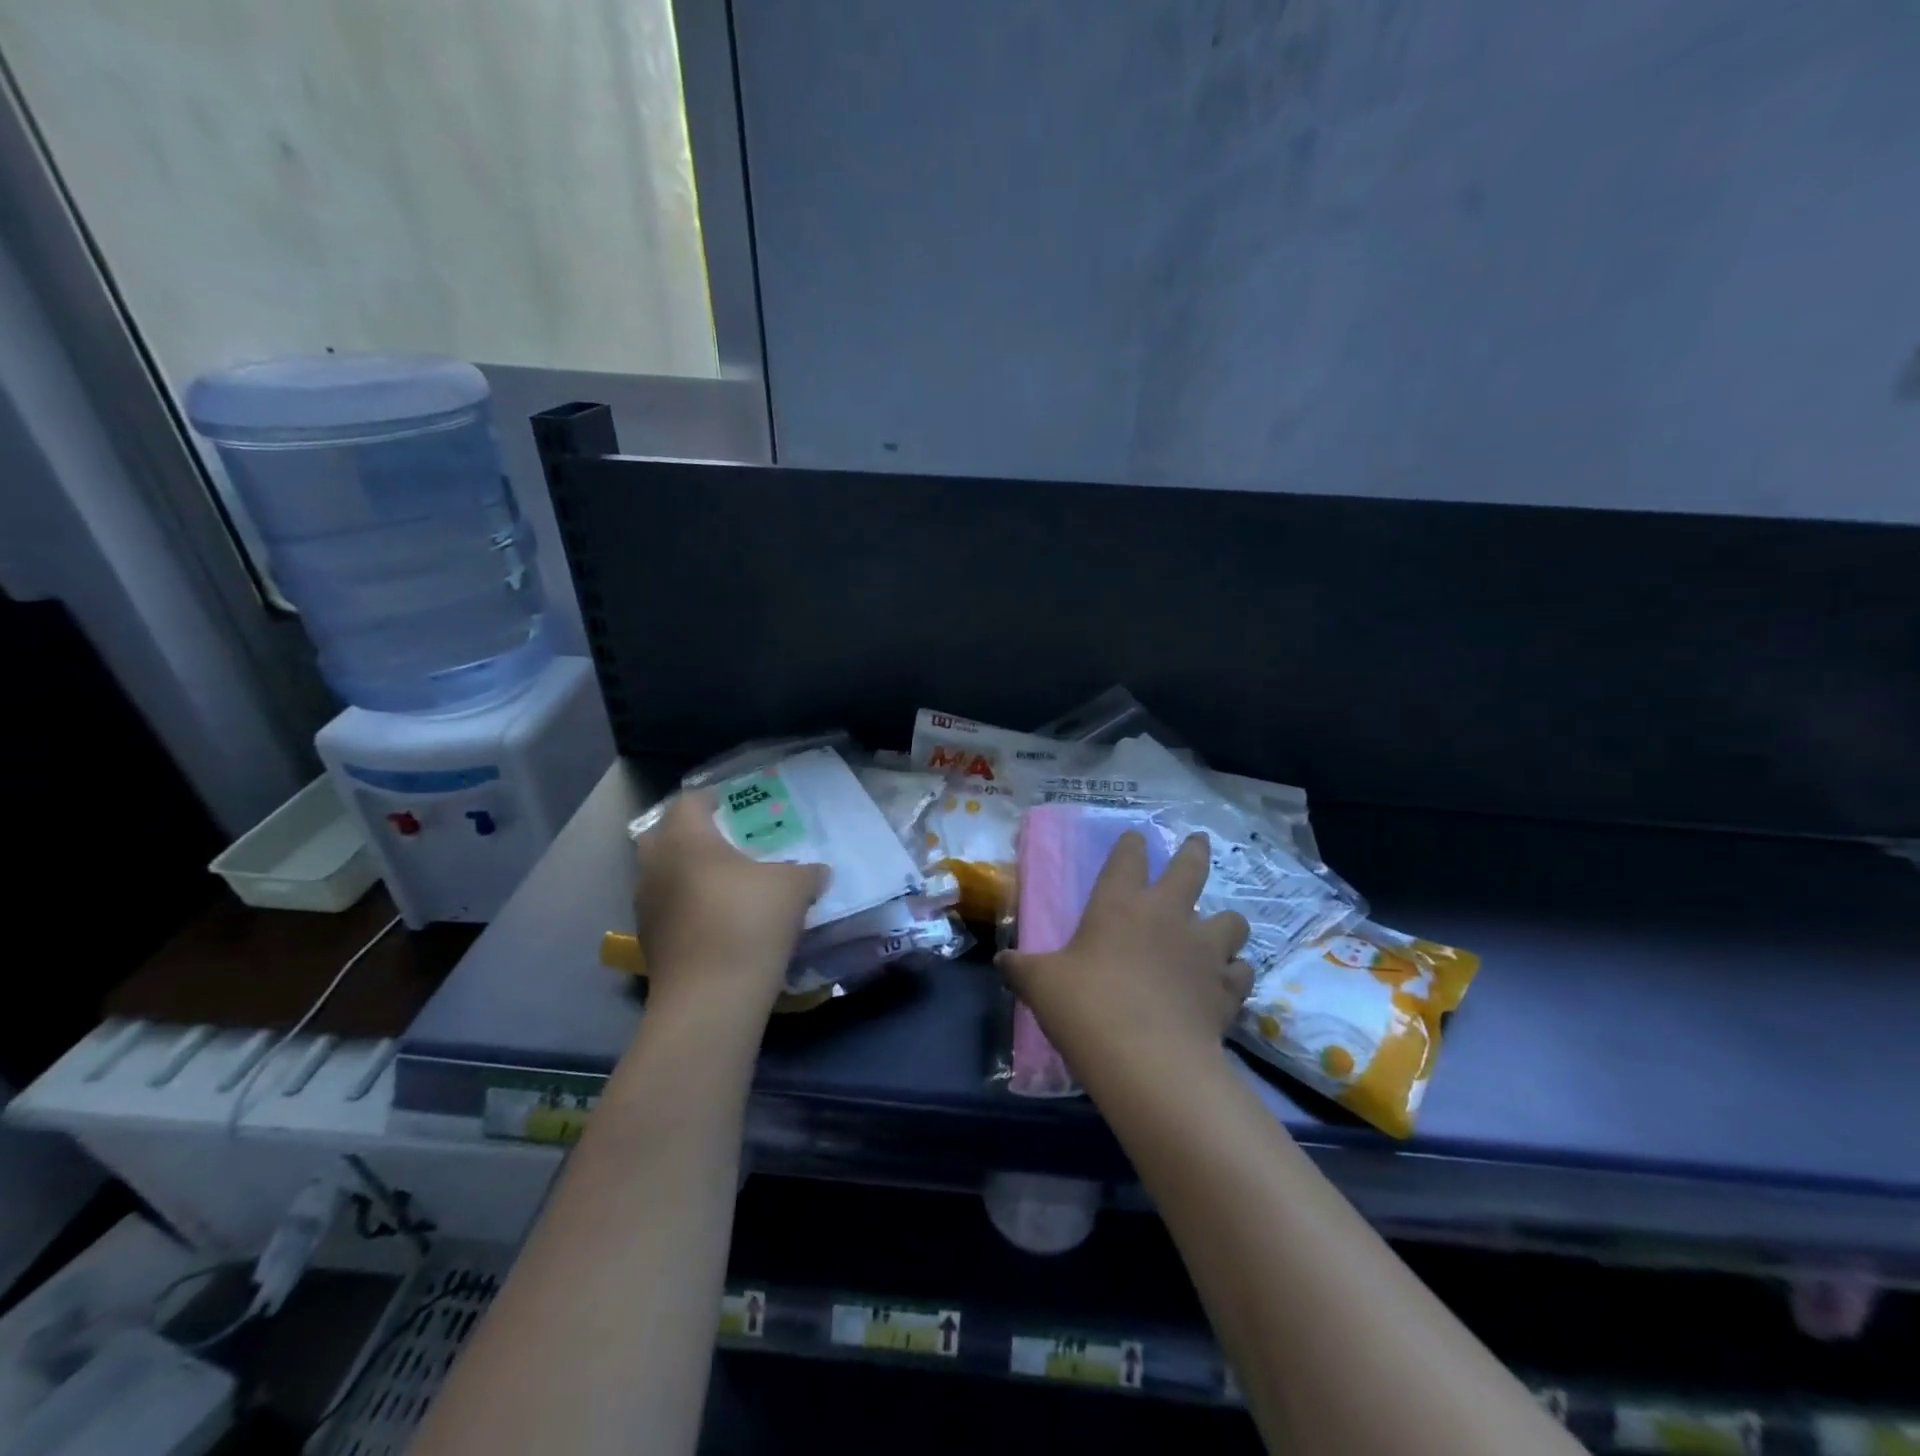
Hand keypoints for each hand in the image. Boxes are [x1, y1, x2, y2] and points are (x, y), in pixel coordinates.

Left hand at [633, 789, 826, 1014]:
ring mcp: (646, 905)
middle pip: (664, 835)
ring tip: (724, 884)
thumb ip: (807, 872)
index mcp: (685, 838)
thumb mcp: (794, 888)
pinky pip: (667, 908)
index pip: (689, 802)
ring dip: (686, 873)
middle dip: (690, 834)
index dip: (711, 799)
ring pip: (662, 874)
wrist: (711, 997)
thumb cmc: (750, 921)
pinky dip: (686, 906)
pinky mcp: (648, 941)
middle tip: (725, 841)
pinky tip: (716, 920)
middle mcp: (656, 865)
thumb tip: (818, 872)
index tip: (734, 805)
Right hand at [998, 832, 1250, 1079]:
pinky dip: (1234, 973)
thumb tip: (1002, 962)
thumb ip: (1022, 968)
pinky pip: (1241, 971)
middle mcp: (1168, 915)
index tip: (1135, 839)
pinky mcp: (1227, 988)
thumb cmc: (1087, 1007)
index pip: (1128, 857)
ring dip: (1225, 923)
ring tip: (1218, 931)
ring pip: (1232, 920)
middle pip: (1191, 868)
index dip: (1132, 845)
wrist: (1149, 1060)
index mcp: (1120, 903)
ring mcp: (1204, 950)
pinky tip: (1224, 982)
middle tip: (1198, 841)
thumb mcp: (1041, 985)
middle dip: (1195, 851)